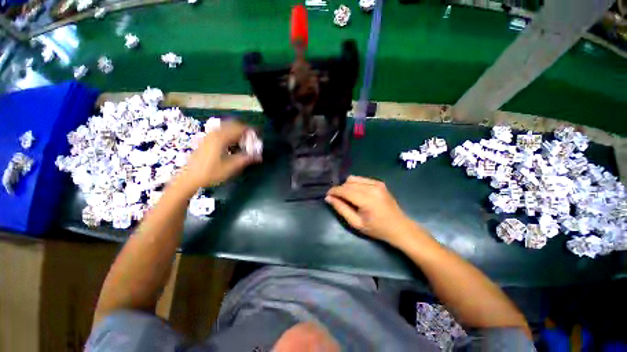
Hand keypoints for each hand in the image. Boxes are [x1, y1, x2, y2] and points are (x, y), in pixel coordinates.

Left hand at [177, 120, 258, 192]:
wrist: (190, 178)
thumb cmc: (211, 173)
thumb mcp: (231, 167)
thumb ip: (246, 159)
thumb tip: (259, 157)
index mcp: (221, 138)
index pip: (239, 128)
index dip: (250, 131)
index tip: (258, 136)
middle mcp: (214, 134)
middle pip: (233, 125)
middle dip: (244, 131)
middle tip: (252, 141)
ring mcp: (209, 136)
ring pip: (226, 128)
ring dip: (237, 133)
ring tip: (244, 144)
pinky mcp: (206, 140)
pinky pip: (221, 132)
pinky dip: (230, 135)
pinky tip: (232, 146)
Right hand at [326, 176, 415, 243]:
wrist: (399, 227)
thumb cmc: (377, 229)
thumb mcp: (356, 223)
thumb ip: (341, 209)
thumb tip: (329, 198)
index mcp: (367, 199)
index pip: (344, 190)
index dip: (333, 191)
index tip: (327, 195)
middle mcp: (372, 187)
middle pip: (348, 183)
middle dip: (340, 190)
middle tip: (337, 199)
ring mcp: (377, 183)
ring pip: (353, 179)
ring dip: (347, 186)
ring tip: (347, 197)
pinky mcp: (379, 182)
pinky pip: (361, 179)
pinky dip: (355, 184)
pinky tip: (357, 193)